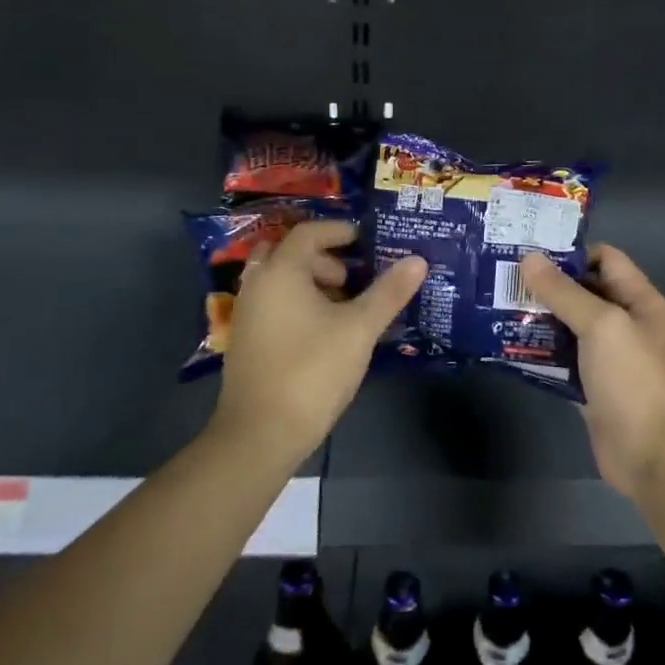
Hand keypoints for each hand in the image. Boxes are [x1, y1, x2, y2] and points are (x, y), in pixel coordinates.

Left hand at [212, 221, 426, 466]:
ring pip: (280, 280)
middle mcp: (257, 284)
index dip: (339, 231)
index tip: (366, 240)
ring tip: (345, 307)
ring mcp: (247, 314)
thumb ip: (388, 292)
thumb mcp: (359, 329)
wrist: (261, 433)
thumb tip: (418, 260)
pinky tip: (325, 332)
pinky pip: (273, 303)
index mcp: (281, 271)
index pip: (308, 232)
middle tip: (352, 276)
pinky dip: (297, 303)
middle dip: (323, 257)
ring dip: (311, 282)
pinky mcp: (246, 340)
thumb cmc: (312, 370)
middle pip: (289, 253)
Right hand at [521, 246, 664, 498]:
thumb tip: (529, 258)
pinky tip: (506, 347)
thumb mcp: (601, 325)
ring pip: (567, 327)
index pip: (604, 259)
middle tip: (499, 279)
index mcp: (637, 300)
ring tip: (494, 308)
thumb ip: (564, 292)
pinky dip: (538, 353)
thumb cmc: (634, 379)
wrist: (654, 456)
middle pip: (581, 292)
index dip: (569, 253)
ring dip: (537, 319)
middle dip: (544, 285)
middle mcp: (623, 323)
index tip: (527, 252)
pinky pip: (560, 361)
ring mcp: (606, 358)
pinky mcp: (589, 387)